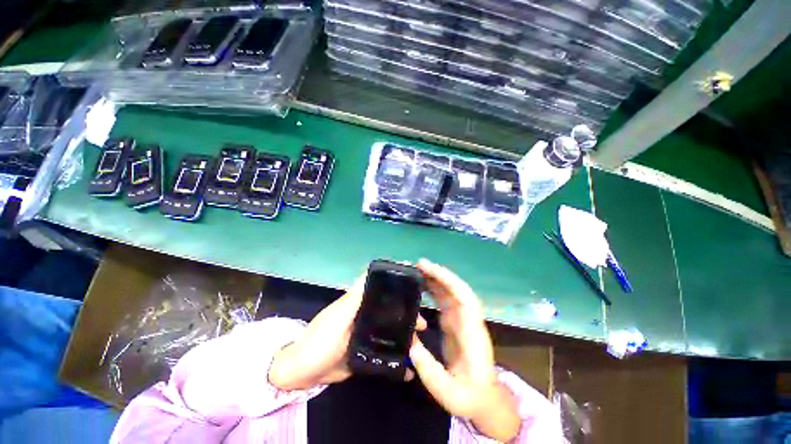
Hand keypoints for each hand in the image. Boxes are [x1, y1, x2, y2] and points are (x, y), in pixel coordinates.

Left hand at [269, 274, 426, 390]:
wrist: (303, 374)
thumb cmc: (320, 339)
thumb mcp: (338, 317)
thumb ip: (354, 298)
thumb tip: (367, 272)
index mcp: (359, 304)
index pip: (381, 291)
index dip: (397, 288)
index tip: (415, 290)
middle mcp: (364, 317)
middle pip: (389, 312)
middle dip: (407, 316)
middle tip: (423, 325)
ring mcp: (365, 335)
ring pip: (389, 331)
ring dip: (404, 336)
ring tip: (419, 346)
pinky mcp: (365, 353)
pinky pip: (383, 351)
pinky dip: (395, 357)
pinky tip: (408, 367)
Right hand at [410, 259, 520, 441]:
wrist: (485, 400)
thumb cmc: (471, 397)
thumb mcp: (448, 392)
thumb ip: (429, 369)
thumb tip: (409, 342)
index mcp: (471, 332)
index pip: (464, 297)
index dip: (448, 279)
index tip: (428, 269)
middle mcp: (468, 320)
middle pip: (457, 289)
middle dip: (439, 274)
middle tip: (418, 265)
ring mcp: (462, 320)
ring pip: (450, 292)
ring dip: (436, 279)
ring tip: (417, 271)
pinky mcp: (455, 323)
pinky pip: (445, 300)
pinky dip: (434, 290)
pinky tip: (422, 286)